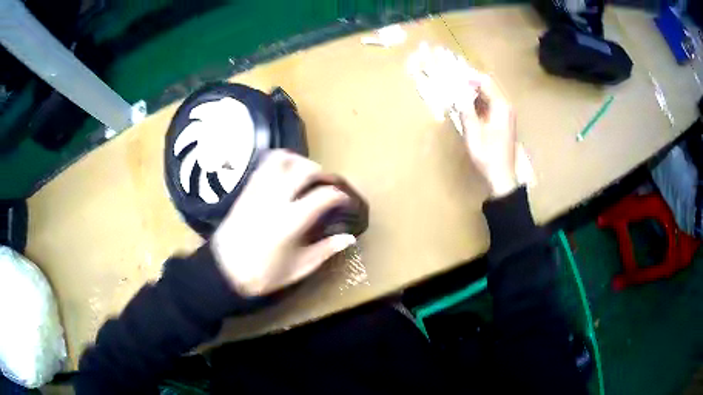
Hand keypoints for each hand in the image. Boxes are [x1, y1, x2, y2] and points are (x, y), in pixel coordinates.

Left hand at [210, 150, 356, 296]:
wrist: (223, 271)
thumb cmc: (262, 275)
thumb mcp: (298, 268)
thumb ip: (325, 250)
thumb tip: (348, 238)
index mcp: (291, 221)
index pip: (324, 196)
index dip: (339, 195)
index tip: (344, 200)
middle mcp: (275, 199)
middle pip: (304, 169)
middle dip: (321, 173)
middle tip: (325, 184)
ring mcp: (258, 192)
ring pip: (282, 160)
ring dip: (298, 162)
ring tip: (305, 174)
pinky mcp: (246, 190)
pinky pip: (263, 165)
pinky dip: (277, 162)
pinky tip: (284, 173)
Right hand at [459, 78, 518, 197]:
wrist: (502, 178)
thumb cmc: (489, 157)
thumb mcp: (474, 134)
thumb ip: (466, 111)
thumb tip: (457, 94)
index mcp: (501, 107)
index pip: (485, 82)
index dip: (469, 77)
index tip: (453, 76)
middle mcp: (506, 107)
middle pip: (487, 87)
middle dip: (470, 83)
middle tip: (451, 83)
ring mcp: (505, 115)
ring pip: (488, 96)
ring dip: (473, 93)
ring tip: (455, 93)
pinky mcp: (503, 122)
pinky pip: (489, 105)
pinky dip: (477, 103)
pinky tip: (466, 107)